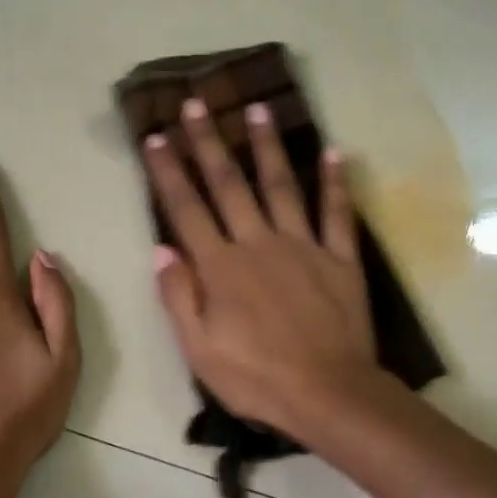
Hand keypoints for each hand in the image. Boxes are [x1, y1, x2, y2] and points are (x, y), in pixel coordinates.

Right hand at [144, 98, 378, 439]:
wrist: (328, 394)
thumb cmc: (256, 378)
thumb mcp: (199, 350)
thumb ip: (179, 297)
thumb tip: (161, 249)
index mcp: (221, 268)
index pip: (187, 210)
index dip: (168, 172)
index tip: (155, 137)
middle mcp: (259, 244)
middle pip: (230, 185)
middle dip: (209, 143)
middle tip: (196, 103)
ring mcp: (304, 247)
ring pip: (282, 186)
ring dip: (267, 147)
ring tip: (257, 108)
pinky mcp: (341, 259)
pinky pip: (338, 214)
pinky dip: (337, 182)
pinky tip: (336, 152)